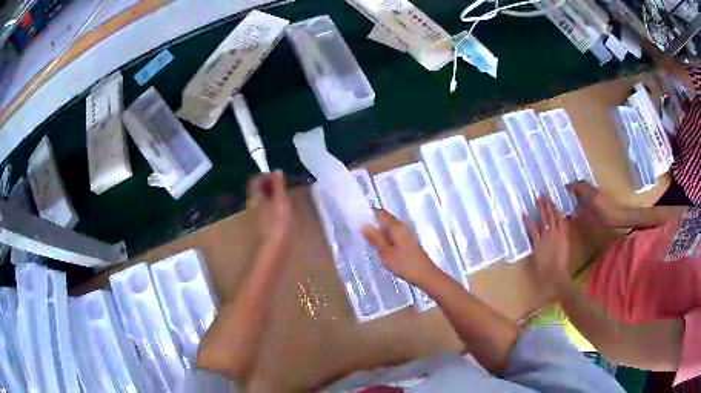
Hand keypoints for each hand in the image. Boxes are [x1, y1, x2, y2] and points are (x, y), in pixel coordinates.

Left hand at [247, 171, 291, 249]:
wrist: (274, 249)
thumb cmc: (278, 222)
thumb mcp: (281, 200)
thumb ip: (278, 185)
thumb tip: (276, 170)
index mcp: (255, 196)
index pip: (255, 180)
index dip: (266, 176)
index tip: (279, 178)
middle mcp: (252, 205)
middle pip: (258, 191)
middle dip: (269, 186)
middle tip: (284, 187)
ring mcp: (256, 217)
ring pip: (262, 201)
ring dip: (272, 197)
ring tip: (286, 199)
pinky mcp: (262, 227)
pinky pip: (266, 211)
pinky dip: (273, 208)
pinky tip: (284, 213)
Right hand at [361, 209, 438, 284]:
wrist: (426, 276)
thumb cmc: (405, 264)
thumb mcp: (386, 253)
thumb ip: (375, 239)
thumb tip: (363, 225)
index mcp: (397, 227)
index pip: (380, 212)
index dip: (368, 212)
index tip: (355, 217)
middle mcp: (402, 227)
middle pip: (385, 219)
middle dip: (372, 222)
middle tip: (356, 229)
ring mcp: (406, 235)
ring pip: (389, 228)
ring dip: (378, 232)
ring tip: (364, 238)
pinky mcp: (408, 243)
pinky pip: (393, 236)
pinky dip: (384, 238)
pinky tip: (378, 247)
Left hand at [525, 197, 570, 291]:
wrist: (555, 273)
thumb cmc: (561, 264)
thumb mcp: (565, 247)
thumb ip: (563, 237)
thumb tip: (561, 229)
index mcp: (564, 234)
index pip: (560, 217)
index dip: (555, 208)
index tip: (551, 200)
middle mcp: (555, 232)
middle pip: (551, 215)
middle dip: (547, 204)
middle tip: (543, 194)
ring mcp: (546, 236)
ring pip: (543, 219)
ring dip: (540, 208)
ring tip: (537, 199)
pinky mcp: (538, 242)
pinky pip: (532, 229)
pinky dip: (528, 221)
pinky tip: (525, 214)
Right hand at [567, 181, 632, 227]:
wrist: (627, 215)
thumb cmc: (611, 218)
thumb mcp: (595, 219)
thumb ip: (584, 212)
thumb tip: (575, 207)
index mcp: (592, 195)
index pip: (579, 186)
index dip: (571, 186)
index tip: (565, 188)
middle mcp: (596, 191)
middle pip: (584, 185)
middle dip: (577, 187)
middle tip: (570, 193)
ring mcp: (602, 192)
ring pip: (589, 188)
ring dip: (583, 190)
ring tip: (578, 197)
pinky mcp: (607, 196)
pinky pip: (594, 192)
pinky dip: (589, 195)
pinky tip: (589, 203)